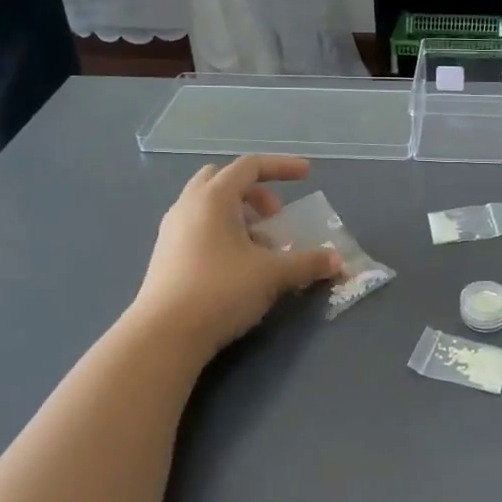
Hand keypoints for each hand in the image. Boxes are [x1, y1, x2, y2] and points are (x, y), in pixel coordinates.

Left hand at [132, 156, 341, 357]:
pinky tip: (238, 266)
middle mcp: (188, 206)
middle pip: (223, 180)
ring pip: (209, 206)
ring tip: (261, 246)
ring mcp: (172, 231)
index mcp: (213, 198)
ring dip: (239, 216)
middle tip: (275, 215)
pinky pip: (199, 228)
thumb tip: (337, 261)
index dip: (282, 167)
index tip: (307, 175)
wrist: (164, 335)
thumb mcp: (272, 275)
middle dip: (254, 191)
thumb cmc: (220, 290)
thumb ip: (307, 263)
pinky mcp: (166, 256)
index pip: (250, 167)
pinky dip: (223, 233)